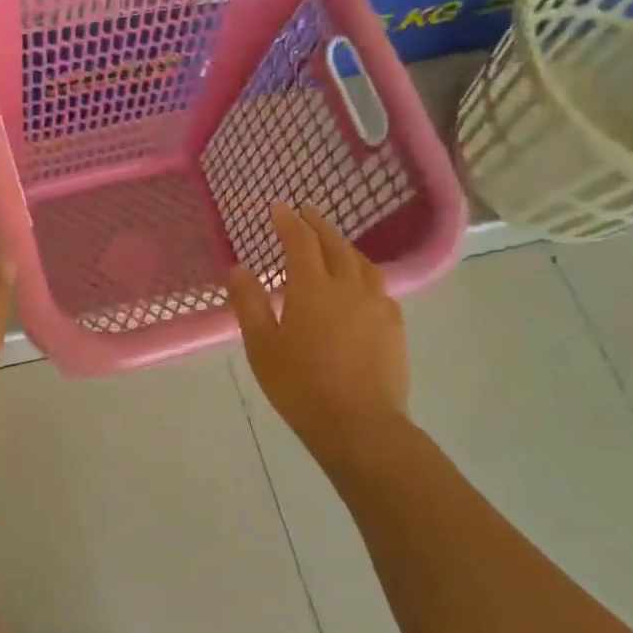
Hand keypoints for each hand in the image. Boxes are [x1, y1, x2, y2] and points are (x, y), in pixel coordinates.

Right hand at [230, 203, 410, 468]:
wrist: (360, 424)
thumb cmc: (300, 385)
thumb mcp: (261, 345)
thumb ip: (249, 303)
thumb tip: (239, 269)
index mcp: (312, 288)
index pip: (300, 241)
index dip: (288, 221)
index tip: (278, 207)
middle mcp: (348, 286)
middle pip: (334, 244)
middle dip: (317, 224)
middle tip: (306, 211)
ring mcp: (376, 305)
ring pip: (361, 263)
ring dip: (344, 246)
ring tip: (333, 243)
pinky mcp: (393, 326)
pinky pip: (379, 286)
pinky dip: (363, 273)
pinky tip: (360, 285)